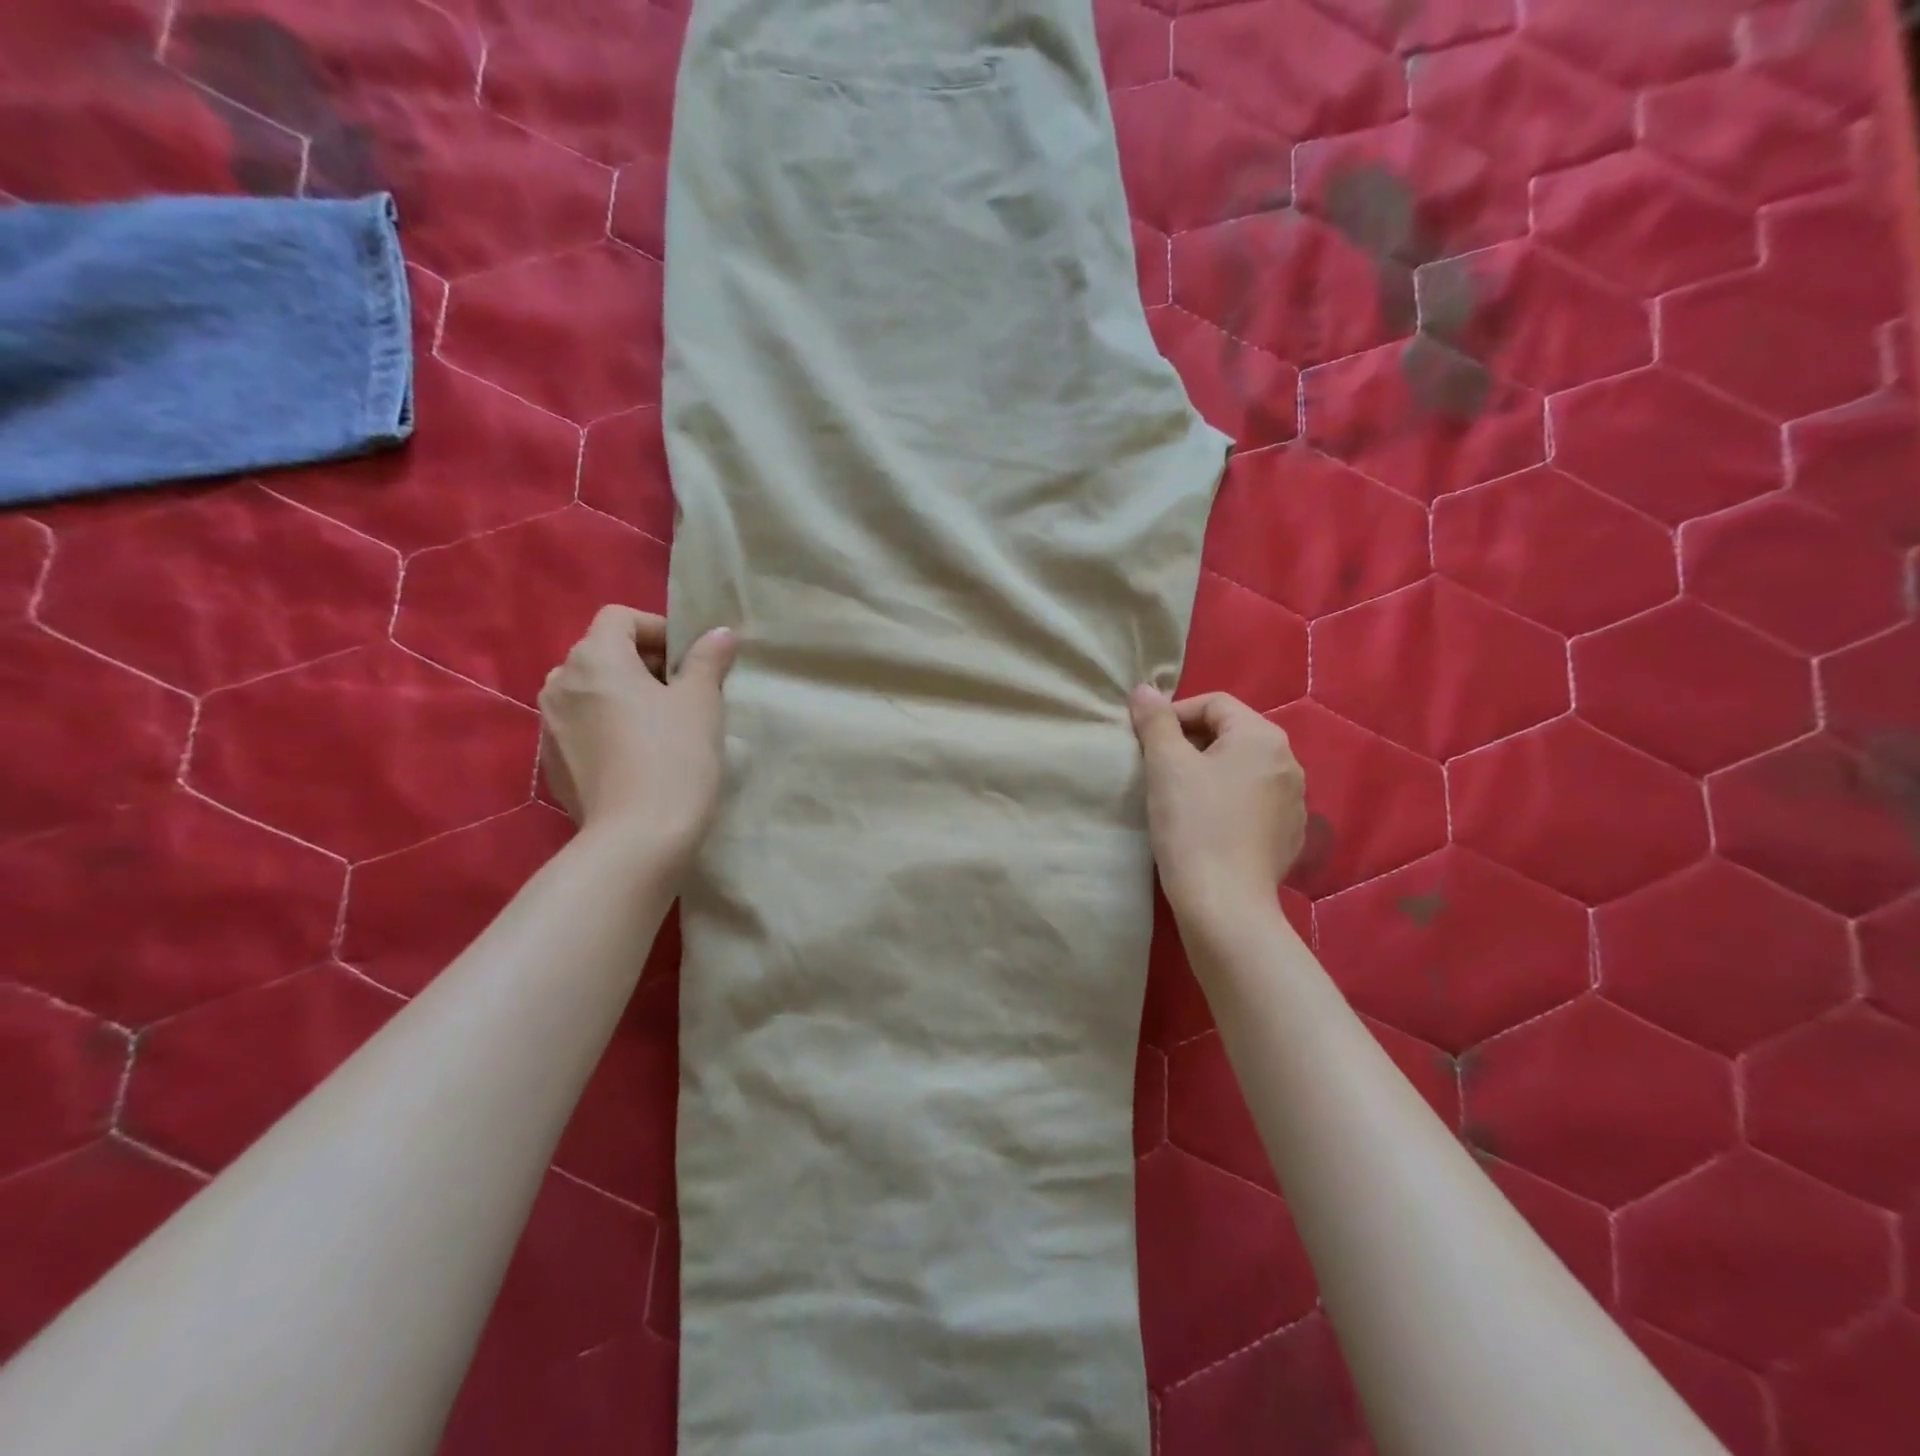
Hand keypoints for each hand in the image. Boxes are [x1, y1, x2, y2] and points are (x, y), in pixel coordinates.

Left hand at [539, 606, 736, 864]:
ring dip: (623, 695)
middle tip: (683, 693)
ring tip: (659, 726)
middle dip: (643, 664)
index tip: (689, 660)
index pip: (619, 618)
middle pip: (602, 653)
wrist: (637, 838)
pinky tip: (637, 758)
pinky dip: (607, 727)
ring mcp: (548, 725)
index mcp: (594, 658)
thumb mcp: (702, 702)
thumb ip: (708, 659)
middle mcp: (559, 683)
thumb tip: (721, 633)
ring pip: (590, 692)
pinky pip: (581, 727)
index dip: (658, 629)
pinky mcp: (550, 763)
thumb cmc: (674, 757)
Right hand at [1129, 686, 1305, 925]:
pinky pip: (1253, 802)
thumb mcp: (1166, 765)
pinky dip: (1227, 802)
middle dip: (1190, 743)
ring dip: (1208, 772)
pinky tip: (1205, 826)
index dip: (1173, 715)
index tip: (1145, 742)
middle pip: (1231, 735)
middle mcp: (1288, 762)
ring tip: (1178, 797)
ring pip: (1241, 769)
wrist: (1225, 903)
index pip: (1213, 704)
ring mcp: (1295, 801)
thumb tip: (1144, 689)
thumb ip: (1155, 721)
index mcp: (1262, 737)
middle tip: (1157, 768)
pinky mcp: (1290, 835)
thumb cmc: (1193, 825)